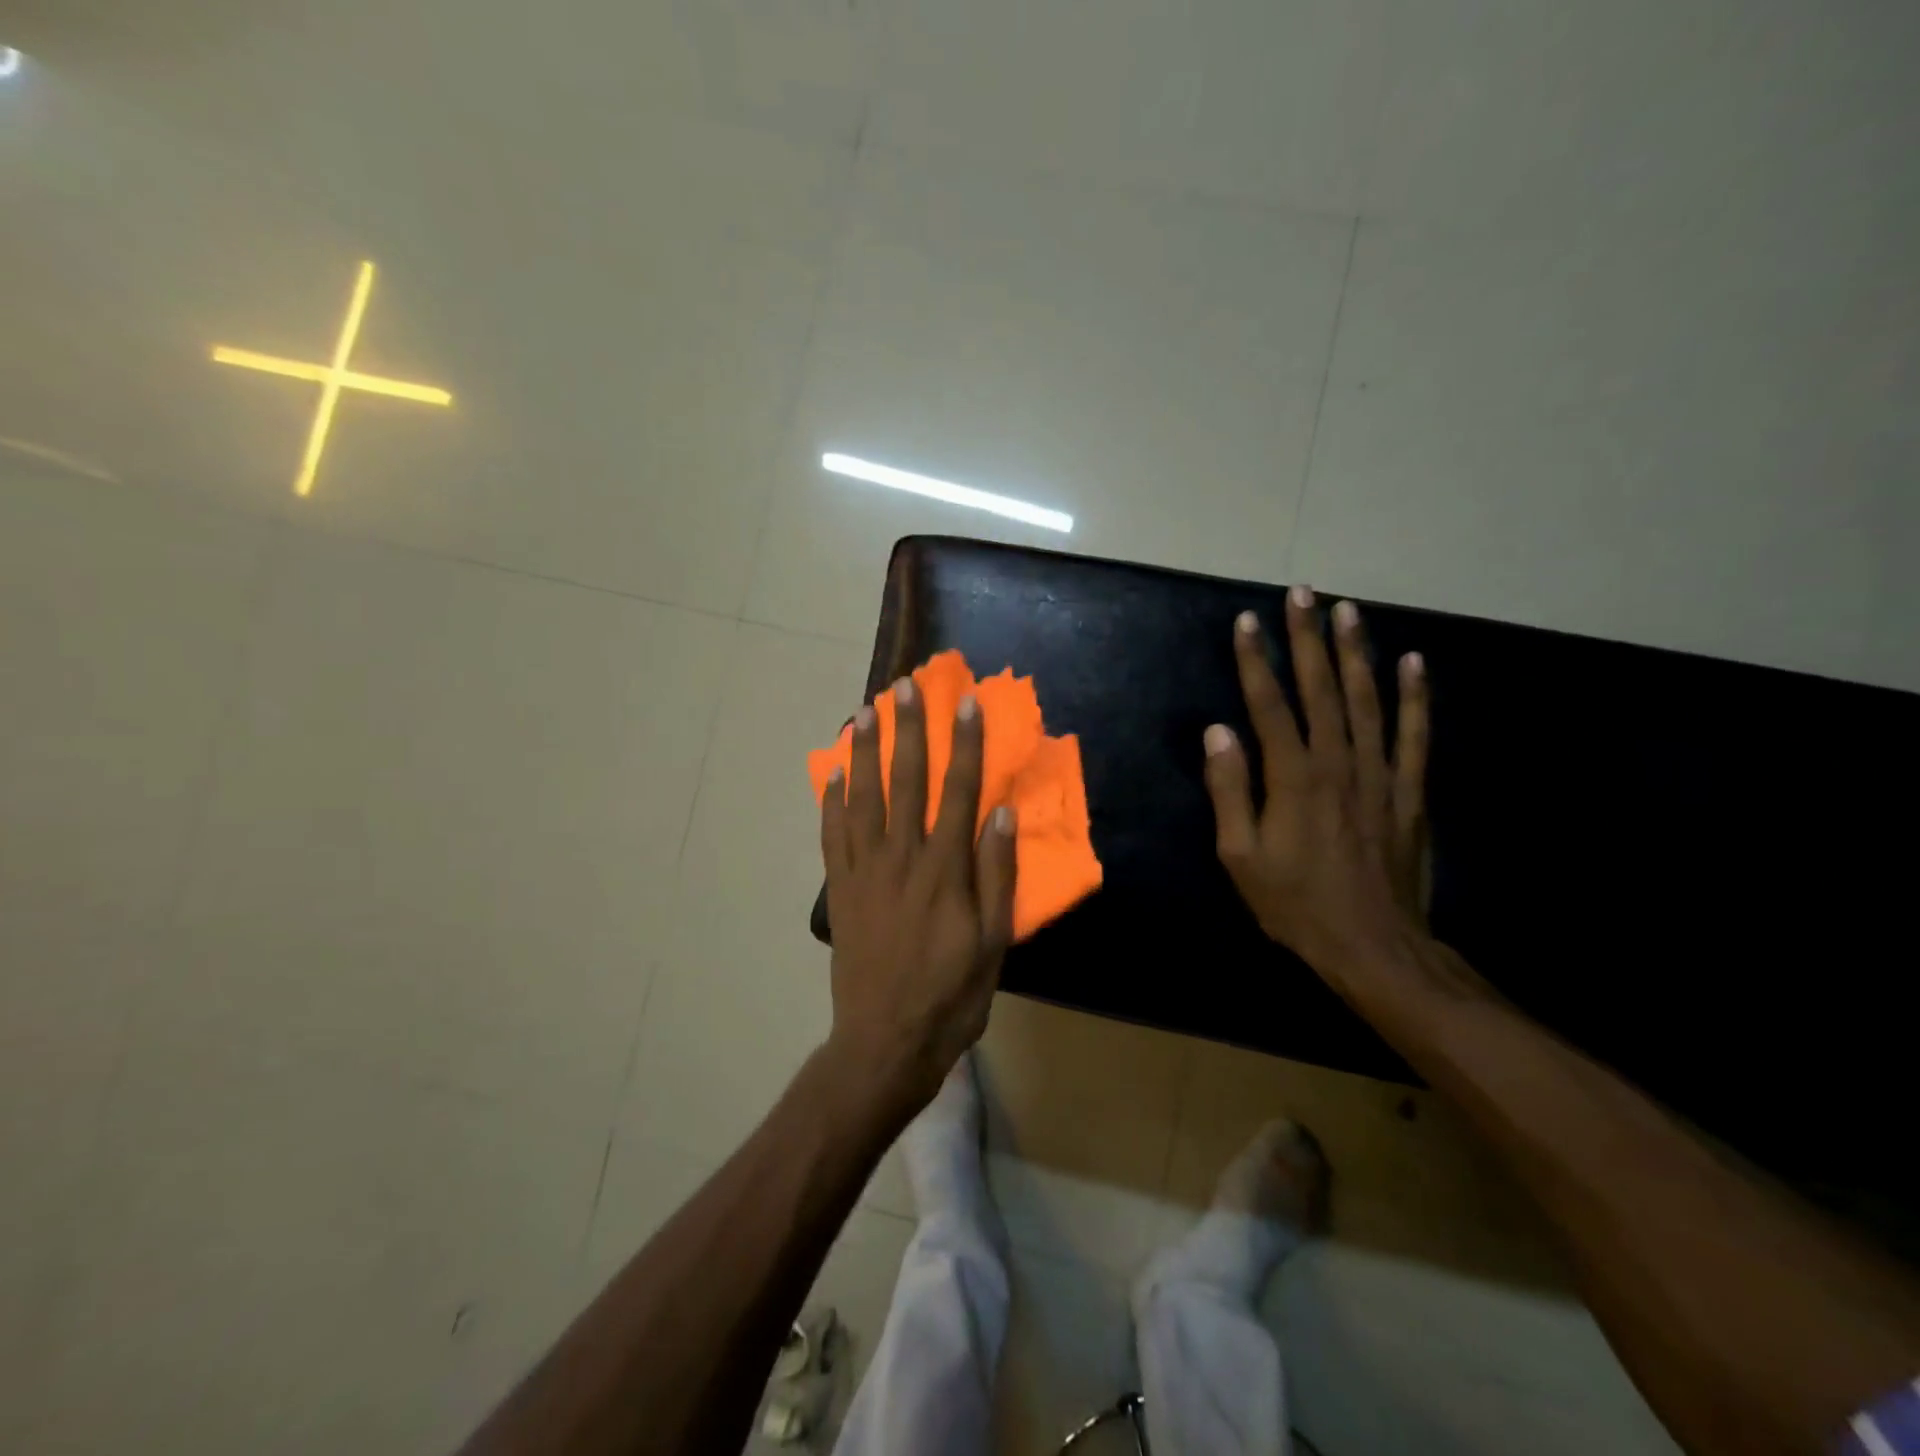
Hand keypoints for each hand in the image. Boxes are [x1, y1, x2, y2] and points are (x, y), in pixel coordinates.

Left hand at [820, 678, 1017, 1116]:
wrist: (885, 1041)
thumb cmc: (950, 996)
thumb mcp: (993, 943)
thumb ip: (997, 876)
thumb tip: (1000, 814)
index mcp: (944, 870)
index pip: (958, 792)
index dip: (963, 745)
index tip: (964, 703)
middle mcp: (901, 858)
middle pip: (905, 782)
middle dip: (908, 731)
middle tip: (905, 687)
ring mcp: (864, 872)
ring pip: (862, 798)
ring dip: (864, 752)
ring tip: (864, 712)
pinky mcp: (840, 890)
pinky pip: (832, 835)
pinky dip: (831, 801)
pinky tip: (832, 774)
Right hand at [1203, 586, 1430, 970]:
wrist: (1375, 947)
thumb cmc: (1296, 904)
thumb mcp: (1241, 856)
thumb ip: (1230, 791)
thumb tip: (1219, 732)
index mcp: (1293, 778)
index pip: (1270, 705)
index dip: (1256, 661)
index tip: (1247, 620)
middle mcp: (1339, 763)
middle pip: (1322, 689)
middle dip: (1308, 638)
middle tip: (1302, 592)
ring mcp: (1381, 774)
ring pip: (1368, 700)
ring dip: (1357, 652)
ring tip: (1348, 610)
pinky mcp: (1411, 792)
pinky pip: (1415, 735)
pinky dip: (1415, 697)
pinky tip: (1413, 663)